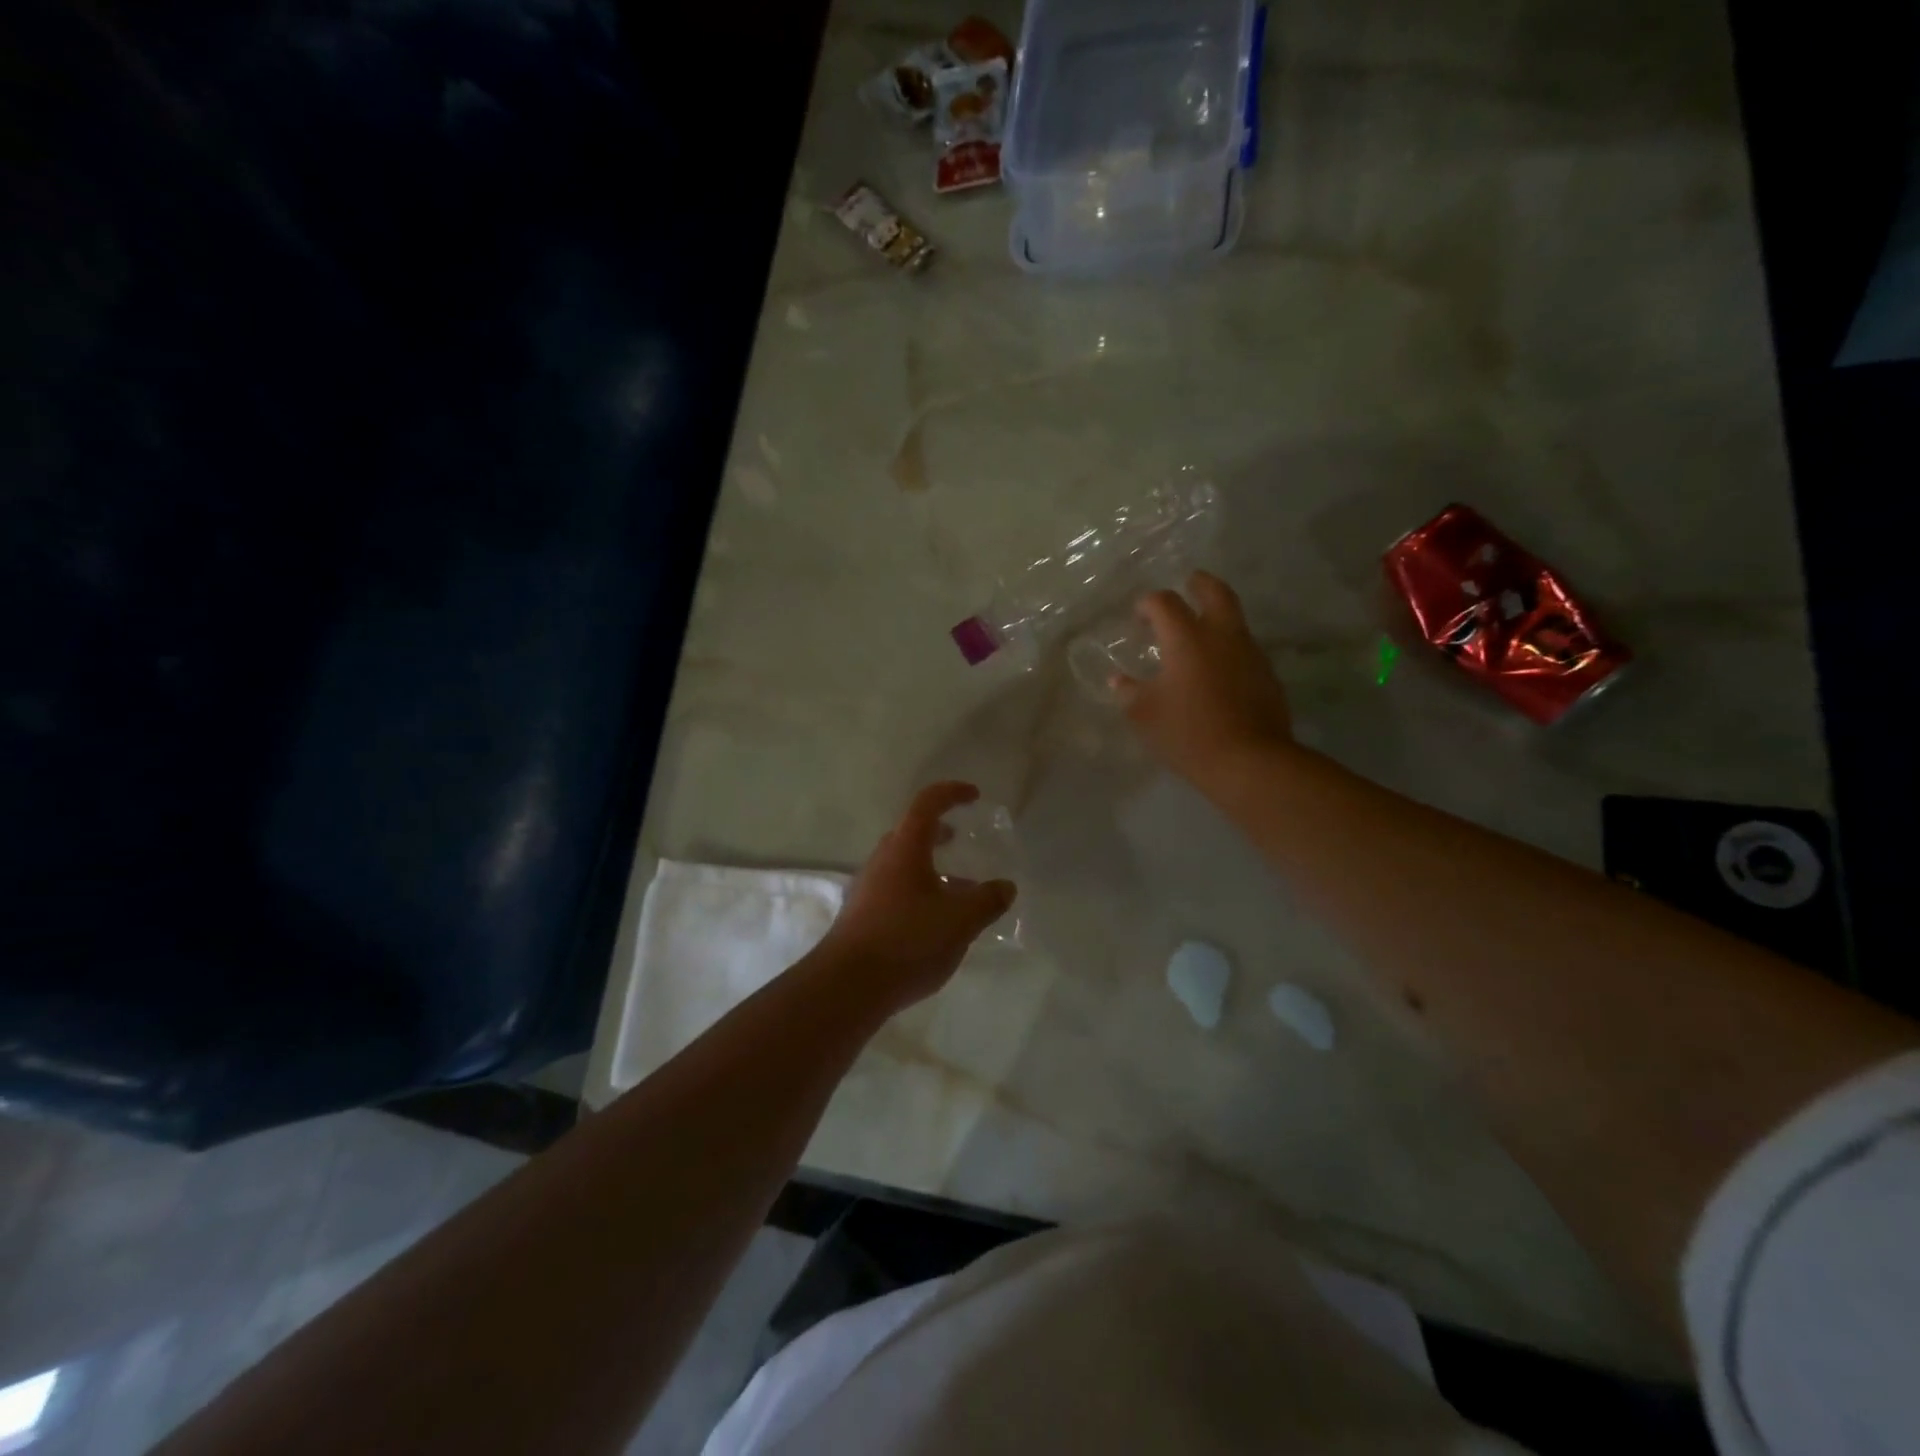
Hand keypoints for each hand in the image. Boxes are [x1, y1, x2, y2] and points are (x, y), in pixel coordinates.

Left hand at [817, 782, 1017, 1014]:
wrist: (847, 986)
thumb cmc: (907, 940)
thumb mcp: (960, 920)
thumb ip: (987, 900)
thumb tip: (1005, 886)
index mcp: (905, 848)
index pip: (927, 804)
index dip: (951, 793)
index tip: (974, 796)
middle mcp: (882, 861)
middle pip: (910, 833)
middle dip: (938, 831)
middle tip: (960, 838)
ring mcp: (867, 888)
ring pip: (903, 865)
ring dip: (930, 867)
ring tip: (958, 889)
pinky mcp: (861, 916)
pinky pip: (895, 890)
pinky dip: (919, 892)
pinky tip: (936, 922)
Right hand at [1114, 571, 1294, 784]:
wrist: (1249, 761)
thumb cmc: (1188, 733)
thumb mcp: (1144, 715)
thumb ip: (1128, 691)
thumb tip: (1118, 679)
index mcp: (1187, 638)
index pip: (1165, 602)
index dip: (1149, 603)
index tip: (1139, 615)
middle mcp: (1221, 635)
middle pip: (1215, 592)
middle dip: (1199, 584)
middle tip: (1189, 583)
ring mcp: (1250, 653)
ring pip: (1235, 620)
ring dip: (1217, 617)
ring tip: (1200, 634)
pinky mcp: (1267, 676)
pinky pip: (1245, 649)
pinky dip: (1229, 648)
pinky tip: (1218, 670)